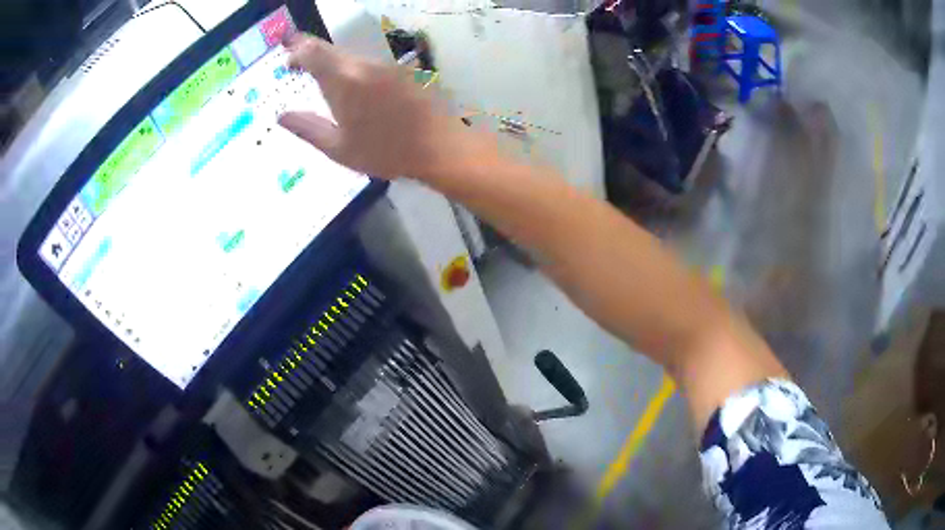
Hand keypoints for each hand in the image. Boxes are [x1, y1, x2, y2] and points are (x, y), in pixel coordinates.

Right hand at [278, 35, 478, 180]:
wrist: (438, 145)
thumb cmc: (385, 151)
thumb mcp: (338, 148)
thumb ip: (307, 128)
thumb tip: (281, 116)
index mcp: (344, 80)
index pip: (313, 52)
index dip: (296, 51)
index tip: (286, 60)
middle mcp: (363, 65)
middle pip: (330, 49)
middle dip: (309, 52)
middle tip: (295, 62)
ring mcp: (383, 65)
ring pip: (348, 55)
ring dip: (329, 61)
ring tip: (317, 76)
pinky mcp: (398, 71)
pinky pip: (364, 63)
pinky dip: (348, 68)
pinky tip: (346, 85)